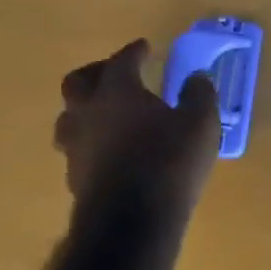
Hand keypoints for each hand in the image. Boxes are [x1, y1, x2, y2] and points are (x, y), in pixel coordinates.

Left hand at [54, 40, 222, 212]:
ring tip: (107, 112)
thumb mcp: (201, 122)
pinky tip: (111, 148)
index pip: (120, 61)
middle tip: (115, 73)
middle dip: (96, 72)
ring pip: (69, 117)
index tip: (145, 47)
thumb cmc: (169, 162)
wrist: (130, 223)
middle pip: (77, 82)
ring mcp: (76, 146)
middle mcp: (88, 113)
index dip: (133, 51)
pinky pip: (77, 146)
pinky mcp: (75, 177)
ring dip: (86, 108)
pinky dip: (91, 139)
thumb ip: (199, 94)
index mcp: (117, 92)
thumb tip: (196, 78)